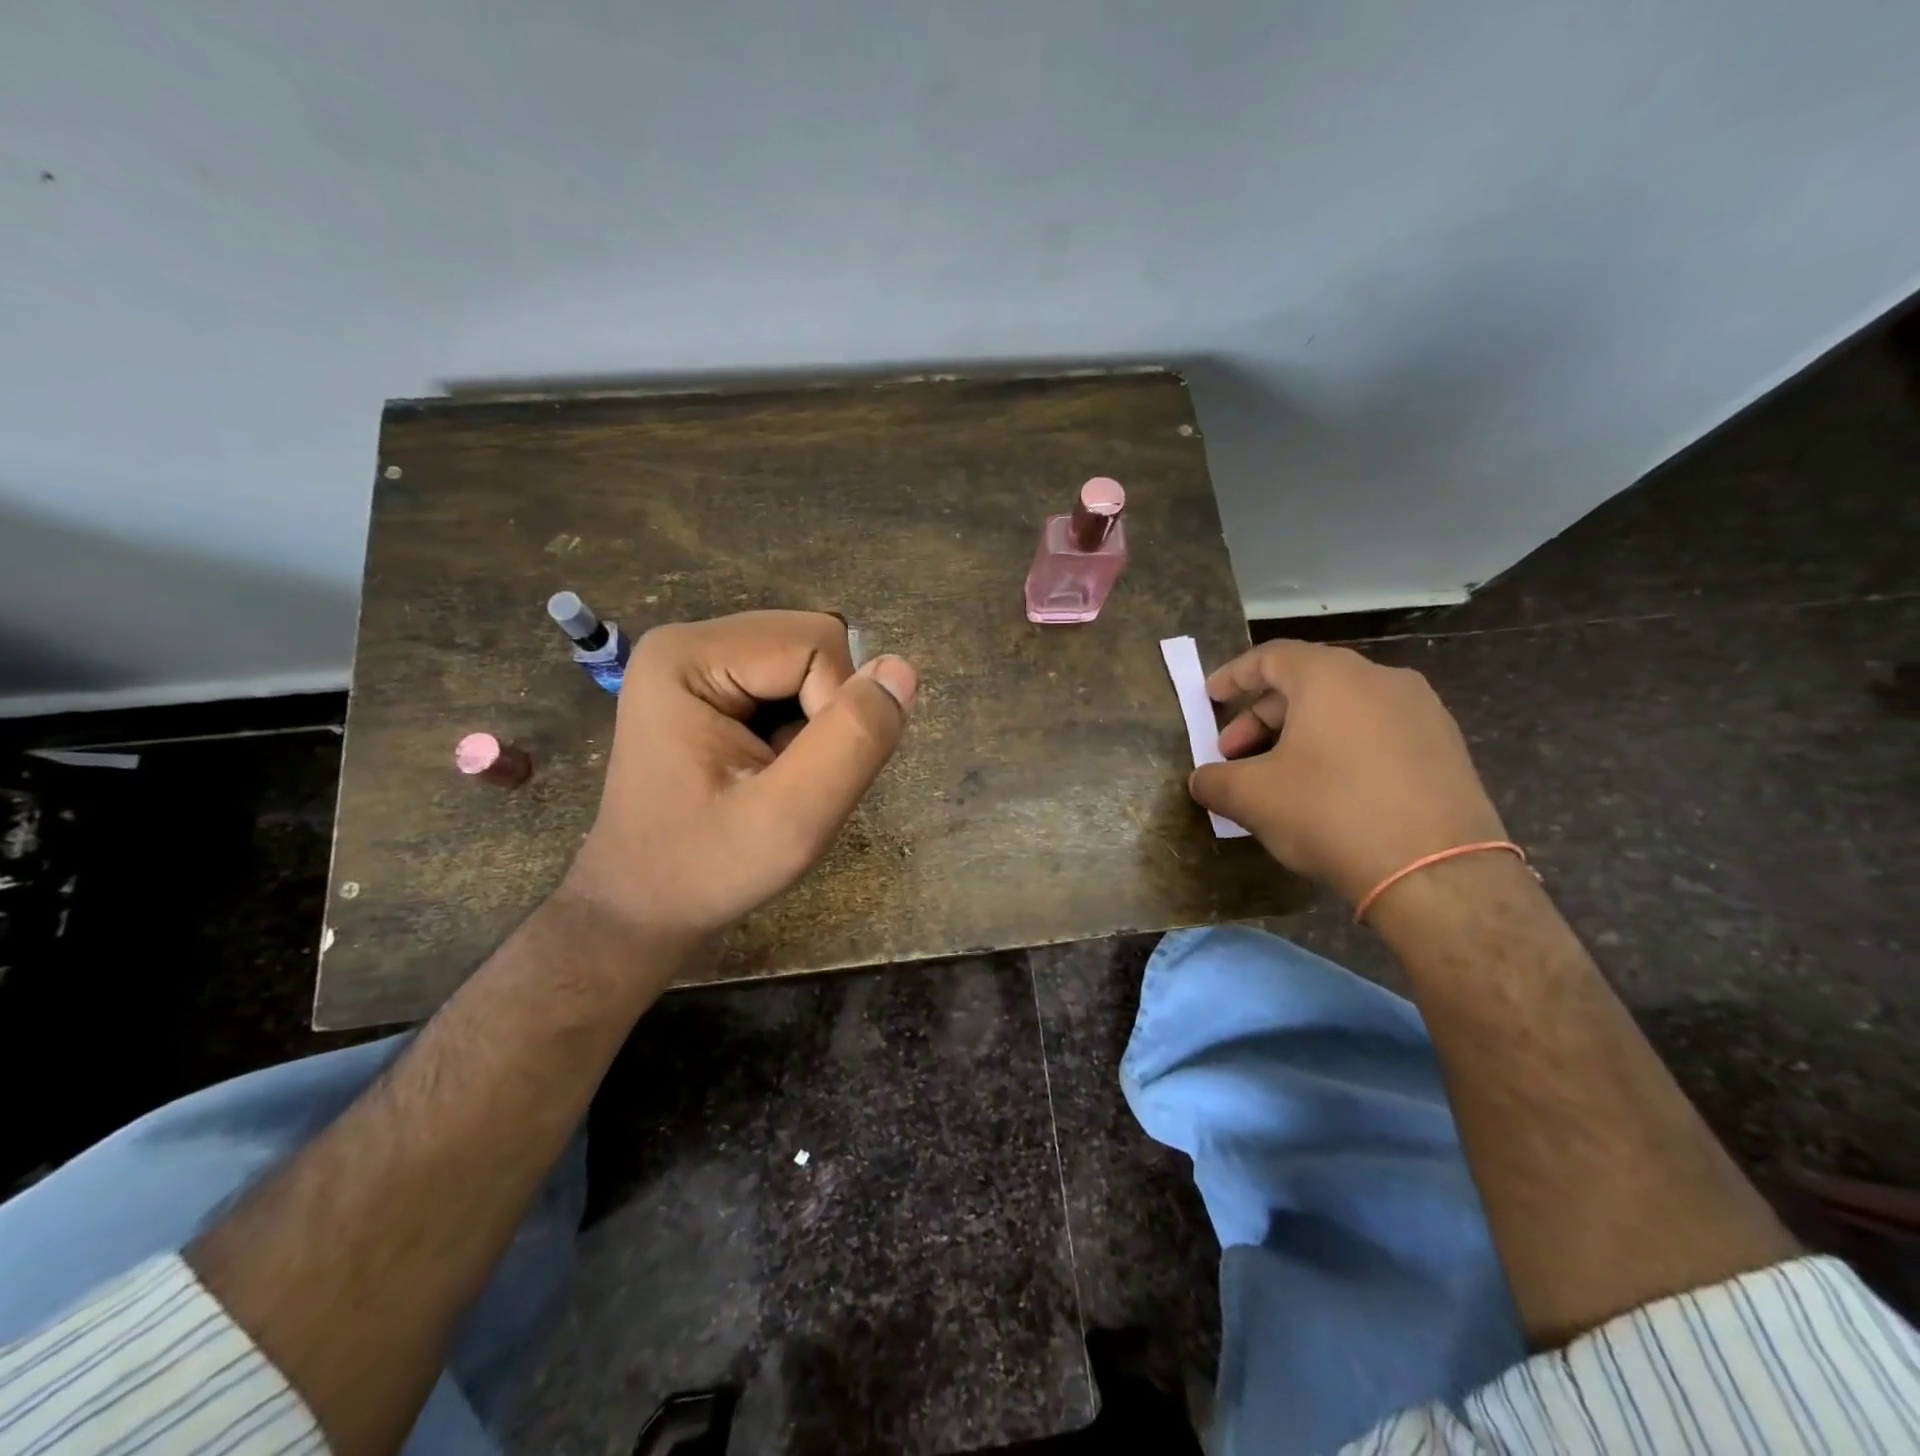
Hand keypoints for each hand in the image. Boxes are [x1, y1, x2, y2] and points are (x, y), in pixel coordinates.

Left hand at [563, 611, 916, 949]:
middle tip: (793, 780)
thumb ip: (852, 742)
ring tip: (779, 778)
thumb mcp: (791, 822)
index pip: (817, 644)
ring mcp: (700, 662)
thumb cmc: (706, 871)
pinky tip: (772, 769)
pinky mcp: (714, 686)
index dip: (838, 711)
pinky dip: (805, 727)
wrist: (644, 906)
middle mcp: (690, 641)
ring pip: (813, 663)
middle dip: (828, 714)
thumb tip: (902, 668)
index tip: (803, 778)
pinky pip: (795, 683)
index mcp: (688, 656)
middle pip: (815, 644)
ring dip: (820, 724)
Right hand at [1188, 640, 1505, 905]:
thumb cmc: (1330, 814)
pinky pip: (1376, 731)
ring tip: (1279, 776)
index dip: (1232, 676)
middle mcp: (1380, 679)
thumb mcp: (1252, 798)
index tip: (1209, 698)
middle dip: (1261, 717)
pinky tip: (1327, 789)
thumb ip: (1214, 781)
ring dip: (1299, 734)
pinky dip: (1340, 747)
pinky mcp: (1445, 747)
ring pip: (1342, 708)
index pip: (1270, 657)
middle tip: (1235, 755)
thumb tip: (1202, 780)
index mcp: (1330, 677)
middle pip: (1305, 683)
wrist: (1438, 874)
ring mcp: (1421, 711)